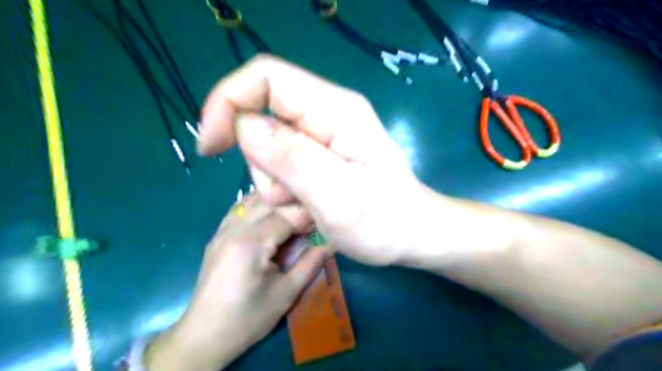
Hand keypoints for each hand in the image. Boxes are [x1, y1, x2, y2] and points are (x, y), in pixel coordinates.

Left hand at [147, 194, 327, 370]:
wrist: (204, 335)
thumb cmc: (248, 318)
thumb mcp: (286, 293)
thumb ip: (311, 263)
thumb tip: (333, 241)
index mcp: (251, 243)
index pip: (286, 215)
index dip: (307, 217)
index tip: (322, 223)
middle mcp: (234, 229)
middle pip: (270, 202)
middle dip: (294, 206)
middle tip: (311, 219)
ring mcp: (222, 230)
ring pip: (253, 200)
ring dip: (276, 202)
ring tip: (294, 214)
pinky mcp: (217, 235)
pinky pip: (239, 209)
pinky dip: (258, 206)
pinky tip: (270, 214)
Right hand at [196, 54, 429, 263]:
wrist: (413, 234)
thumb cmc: (386, 221)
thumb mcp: (339, 197)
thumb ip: (294, 160)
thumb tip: (245, 126)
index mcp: (335, 111)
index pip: (266, 77)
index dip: (228, 102)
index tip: (212, 147)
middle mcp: (327, 114)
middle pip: (261, 118)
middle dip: (263, 165)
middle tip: (295, 199)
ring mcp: (322, 136)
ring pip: (267, 149)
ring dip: (277, 186)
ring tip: (311, 208)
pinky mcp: (319, 156)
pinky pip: (281, 167)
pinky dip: (287, 193)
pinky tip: (312, 208)